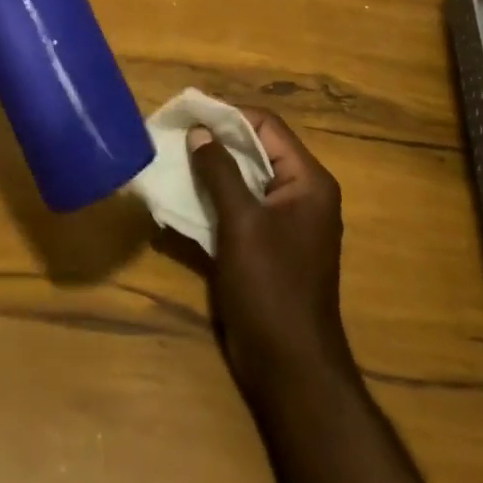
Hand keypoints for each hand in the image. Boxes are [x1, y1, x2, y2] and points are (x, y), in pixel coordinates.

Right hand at [190, 109, 353, 391]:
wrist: (290, 370)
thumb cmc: (271, 287)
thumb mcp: (241, 223)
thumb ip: (220, 172)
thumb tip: (199, 131)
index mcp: (308, 181)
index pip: (267, 127)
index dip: (229, 115)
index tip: (191, 112)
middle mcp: (302, 194)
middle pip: (257, 151)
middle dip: (217, 142)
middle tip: (177, 134)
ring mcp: (287, 223)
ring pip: (246, 180)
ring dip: (213, 171)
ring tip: (175, 160)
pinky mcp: (269, 247)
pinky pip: (242, 209)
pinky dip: (216, 200)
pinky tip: (185, 198)